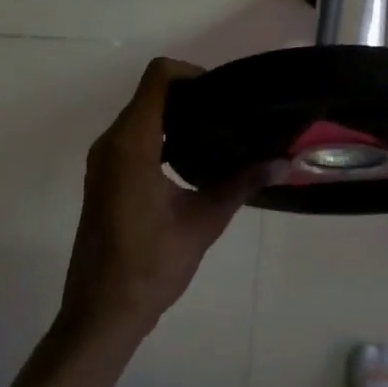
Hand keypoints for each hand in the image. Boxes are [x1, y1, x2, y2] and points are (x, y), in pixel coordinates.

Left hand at [61, 58, 272, 340]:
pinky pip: (133, 137)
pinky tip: (192, 159)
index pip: (158, 77)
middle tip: (230, 113)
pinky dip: (162, 135)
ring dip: (176, 116)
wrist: (102, 313)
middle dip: (190, 95)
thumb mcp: (203, 222)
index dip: (193, 73)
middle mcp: (111, 143)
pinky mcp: (104, 177)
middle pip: (150, 93)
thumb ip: (242, 184)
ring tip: (218, 133)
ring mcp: (103, 161)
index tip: (224, 95)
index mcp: (131, 144)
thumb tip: (285, 162)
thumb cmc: (151, 265)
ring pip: (141, 115)